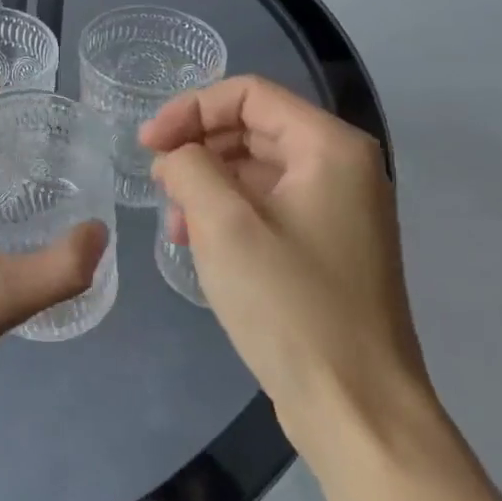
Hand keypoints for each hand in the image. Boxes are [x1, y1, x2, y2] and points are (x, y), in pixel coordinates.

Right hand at [140, 75, 432, 455]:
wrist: (354, 406)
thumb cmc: (289, 306)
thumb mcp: (223, 225)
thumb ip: (188, 168)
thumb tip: (175, 157)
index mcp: (329, 148)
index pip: (248, 94)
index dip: (189, 109)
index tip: (147, 145)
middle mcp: (341, 168)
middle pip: (253, 127)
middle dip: (197, 148)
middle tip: (156, 182)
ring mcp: (337, 209)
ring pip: (256, 168)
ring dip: (207, 184)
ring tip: (174, 223)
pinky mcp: (326, 246)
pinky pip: (266, 205)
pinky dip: (226, 212)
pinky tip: (198, 243)